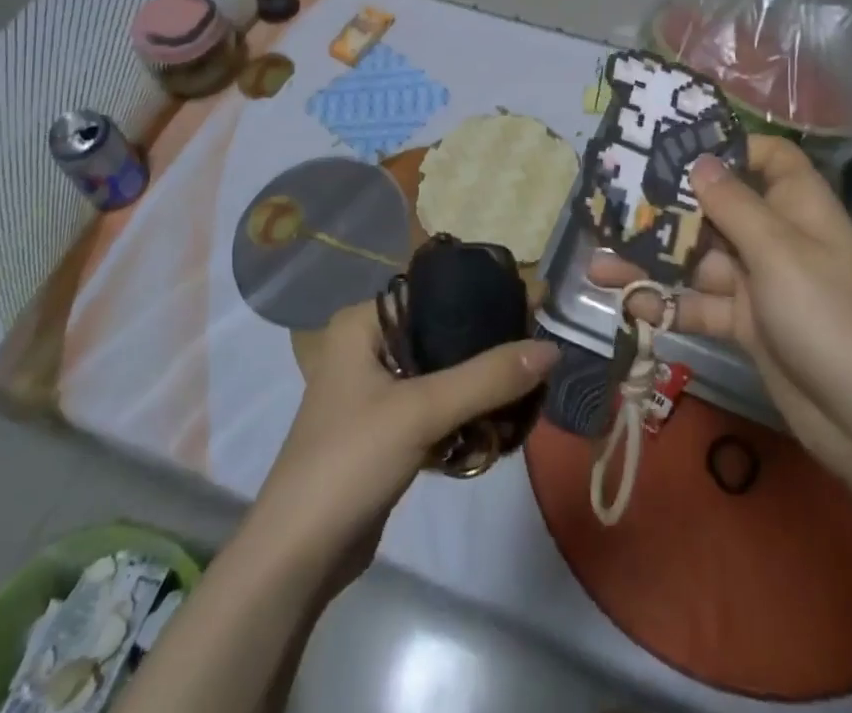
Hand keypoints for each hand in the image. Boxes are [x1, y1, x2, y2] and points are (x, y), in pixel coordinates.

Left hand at [249, 300, 557, 580]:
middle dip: (486, 348)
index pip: (433, 294)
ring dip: (479, 386)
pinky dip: (464, 415)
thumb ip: (487, 378)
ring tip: (527, 389)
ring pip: (441, 372)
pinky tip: (499, 425)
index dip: (483, 299)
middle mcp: (366, 346)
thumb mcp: (422, 411)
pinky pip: (435, 406)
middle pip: (441, 334)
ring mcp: (375, 390)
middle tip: (537, 354)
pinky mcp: (386, 429)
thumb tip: (553, 348)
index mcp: (362, 324)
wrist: (298, 557)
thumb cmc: (350, 461)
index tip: (533, 310)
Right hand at [590, 135, 851, 486]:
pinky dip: (670, 304)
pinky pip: (702, 304)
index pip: (767, 157)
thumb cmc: (828, 316)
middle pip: (719, 208)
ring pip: (700, 259)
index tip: (674, 147)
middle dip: (669, 208)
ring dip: (655, 260)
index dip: (728, 147)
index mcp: (798, 206)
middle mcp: (778, 237)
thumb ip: (733, 204)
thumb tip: (699, 160)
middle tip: (613, 203)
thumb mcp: (778, 251)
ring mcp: (762, 283)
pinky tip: (630, 303)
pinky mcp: (748, 325)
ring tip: (600, 261)